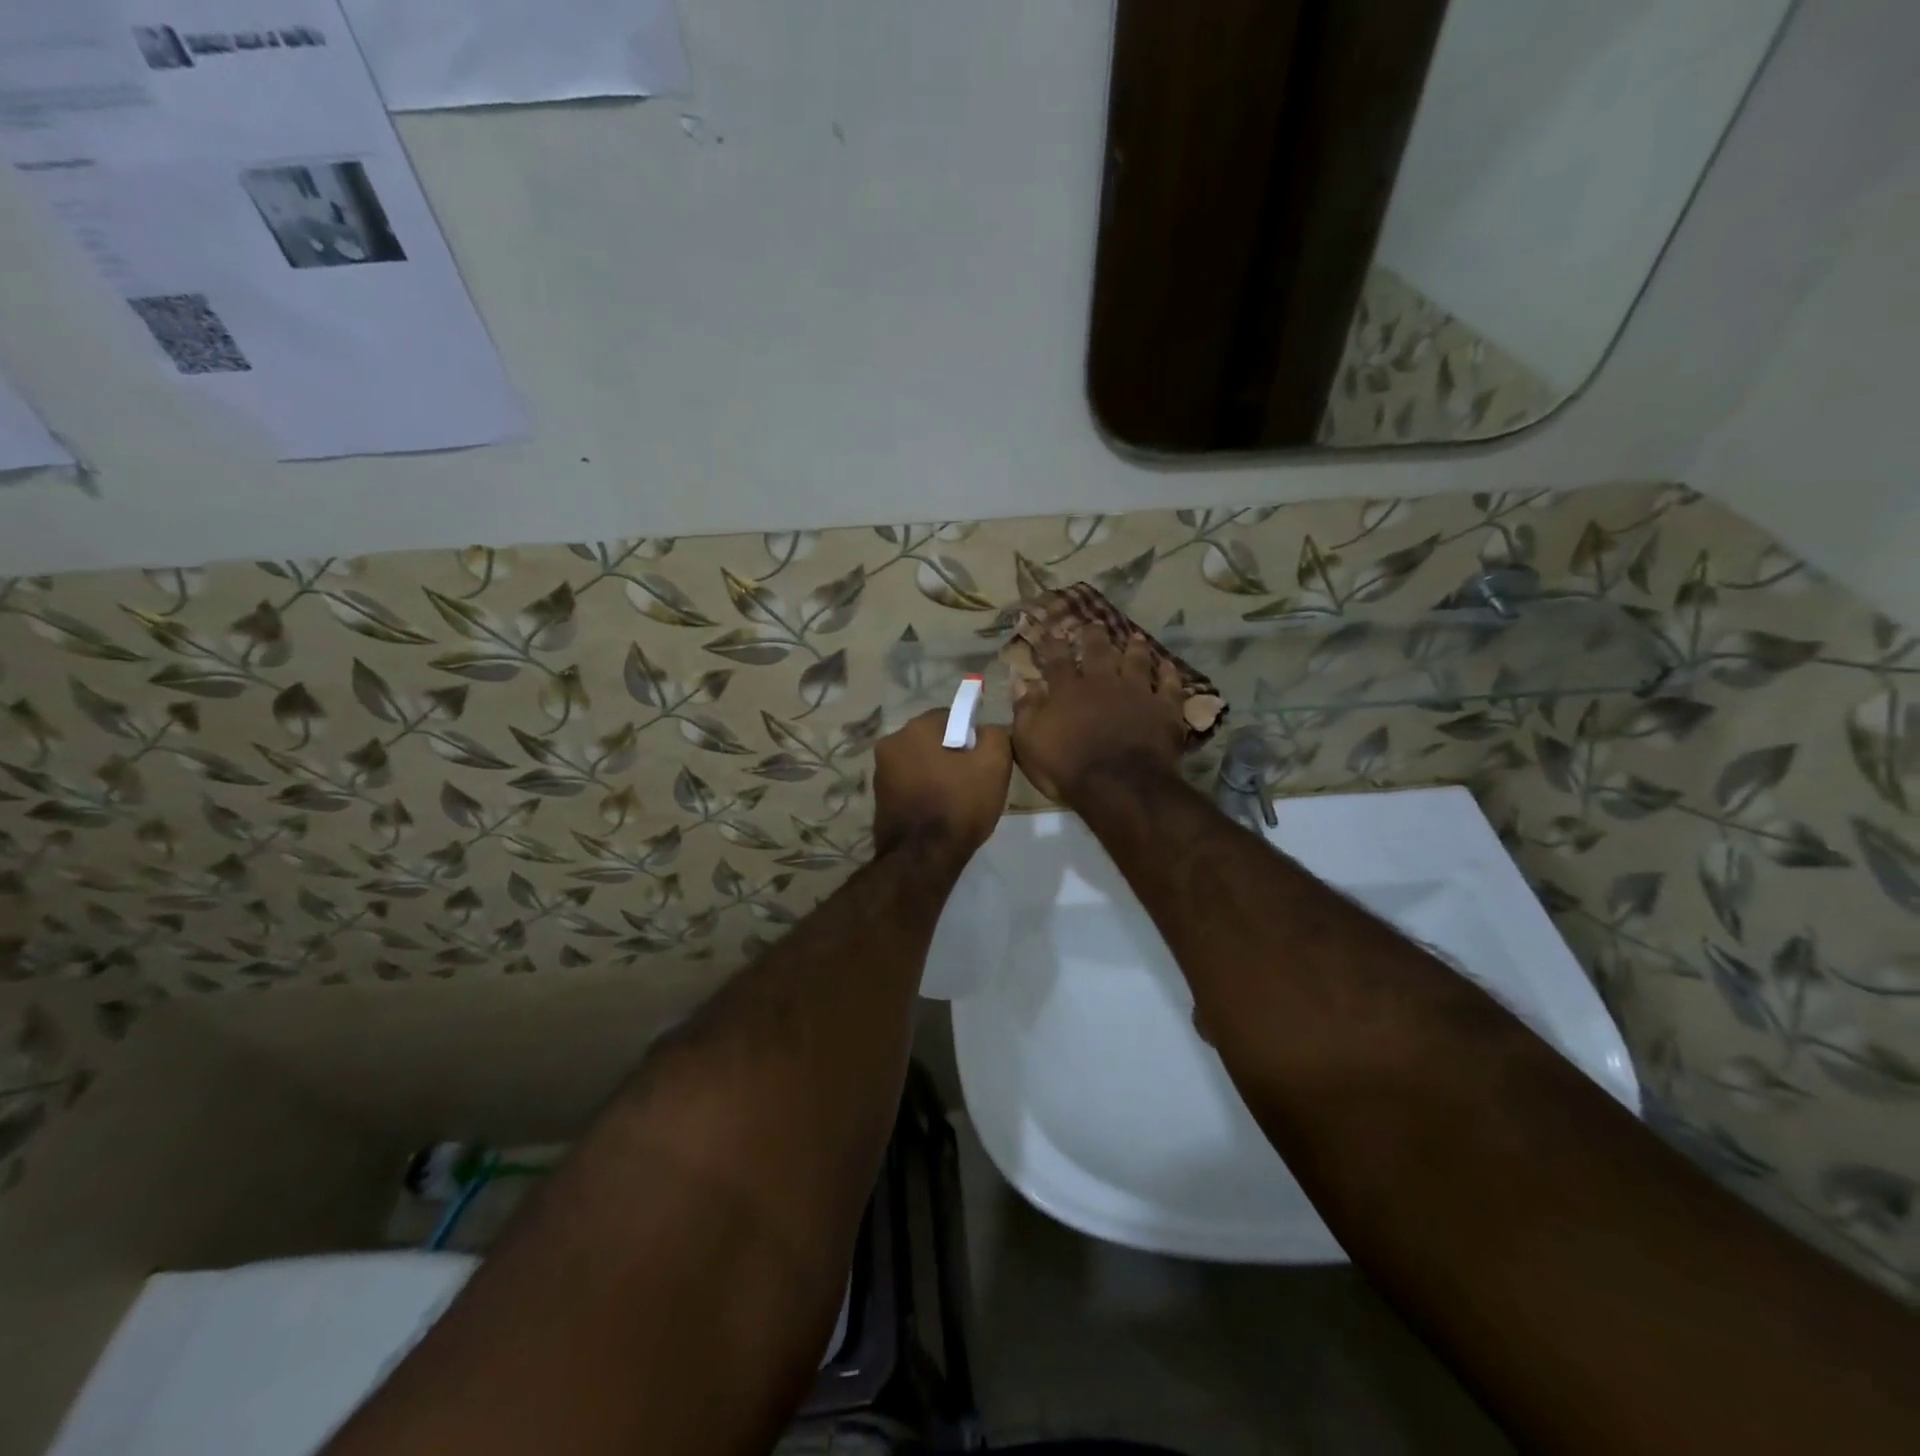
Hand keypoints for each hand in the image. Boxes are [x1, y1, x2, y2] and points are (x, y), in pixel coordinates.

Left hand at [872, 709, 1011, 861]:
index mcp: (914, 728)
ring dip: (937, 774)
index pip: (951, 716)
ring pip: (920, 763)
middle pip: (932, 740)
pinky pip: (910, 786)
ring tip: (957, 800)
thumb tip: (986, 731)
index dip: (972, 736)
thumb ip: (995, 735)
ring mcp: (880, 773)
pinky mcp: (879, 800)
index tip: (983, 759)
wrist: (922, 858)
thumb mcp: (994, 764)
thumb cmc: (959, 804)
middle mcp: (890, 744)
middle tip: (973, 780)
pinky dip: (924, 793)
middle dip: (952, 754)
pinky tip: (939, 813)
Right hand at [1010, 628, 1187, 804]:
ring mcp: (1136, 693)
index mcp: (1067, 691)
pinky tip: (1169, 665)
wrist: (1120, 785)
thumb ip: (1025, 711)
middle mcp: (1103, 683)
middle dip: (1094, 636)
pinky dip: (1169, 674)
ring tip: (1134, 637)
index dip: (1053, 644)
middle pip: (1098, 652)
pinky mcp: (1164, 709)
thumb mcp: (1029, 743)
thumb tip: (1021, 683)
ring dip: (1134, 648)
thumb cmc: (1067, 768)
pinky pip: (1169, 686)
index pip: (1057, 660)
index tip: (1051, 630)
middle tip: (1094, 624)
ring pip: (1136, 661)